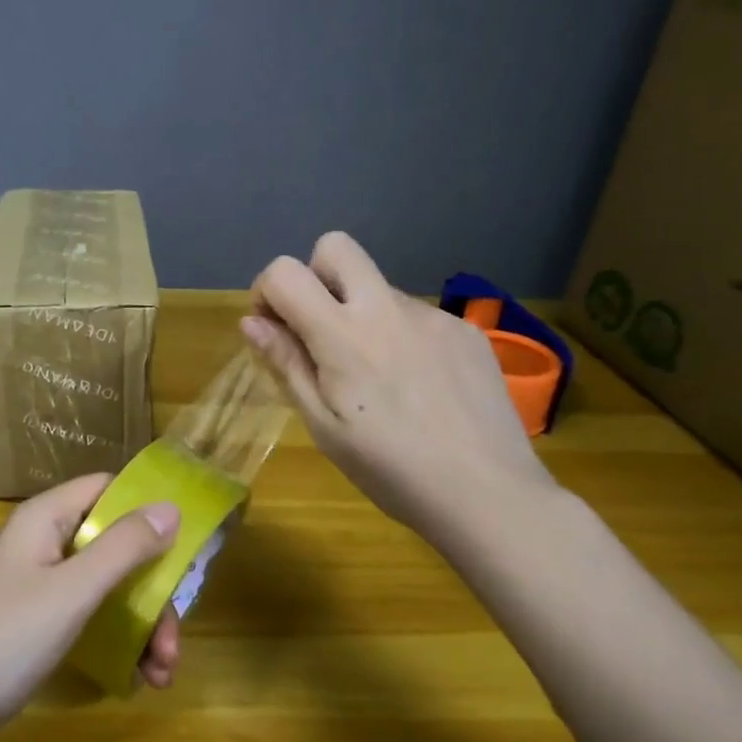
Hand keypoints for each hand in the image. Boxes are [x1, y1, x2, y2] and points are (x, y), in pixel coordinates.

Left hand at [0, 475, 182, 741]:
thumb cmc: (3, 640)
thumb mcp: (71, 591)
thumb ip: (123, 548)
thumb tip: (170, 507)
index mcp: (46, 519)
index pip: (107, 489)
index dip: (148, 507)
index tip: (189, 543)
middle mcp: (46, 543)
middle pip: (116, 545)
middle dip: (153, 590)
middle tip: (173, 640)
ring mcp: (42, 585)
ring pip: (109, 587)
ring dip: (143, 625)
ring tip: (162, 674)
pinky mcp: (40, 623)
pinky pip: (92, 617)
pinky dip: (119, 642)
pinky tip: (139, 679)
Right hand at [241, 232, 556, 544]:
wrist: (489, 494)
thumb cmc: (391, 470)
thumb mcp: (324, 426)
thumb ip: (286, 364)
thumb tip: (252, 321)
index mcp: (344, 336)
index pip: (286, 272)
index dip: (267, 291)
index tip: (274, 329)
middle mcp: (388, 309)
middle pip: (336, 247)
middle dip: (313, 276)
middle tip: (318, 331)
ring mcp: (433, 316)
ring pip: (379, 288)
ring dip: (360, 314)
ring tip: (377, 379)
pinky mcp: (466, 331)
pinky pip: (416, 316)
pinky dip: (400, 336)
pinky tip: (417, 386)